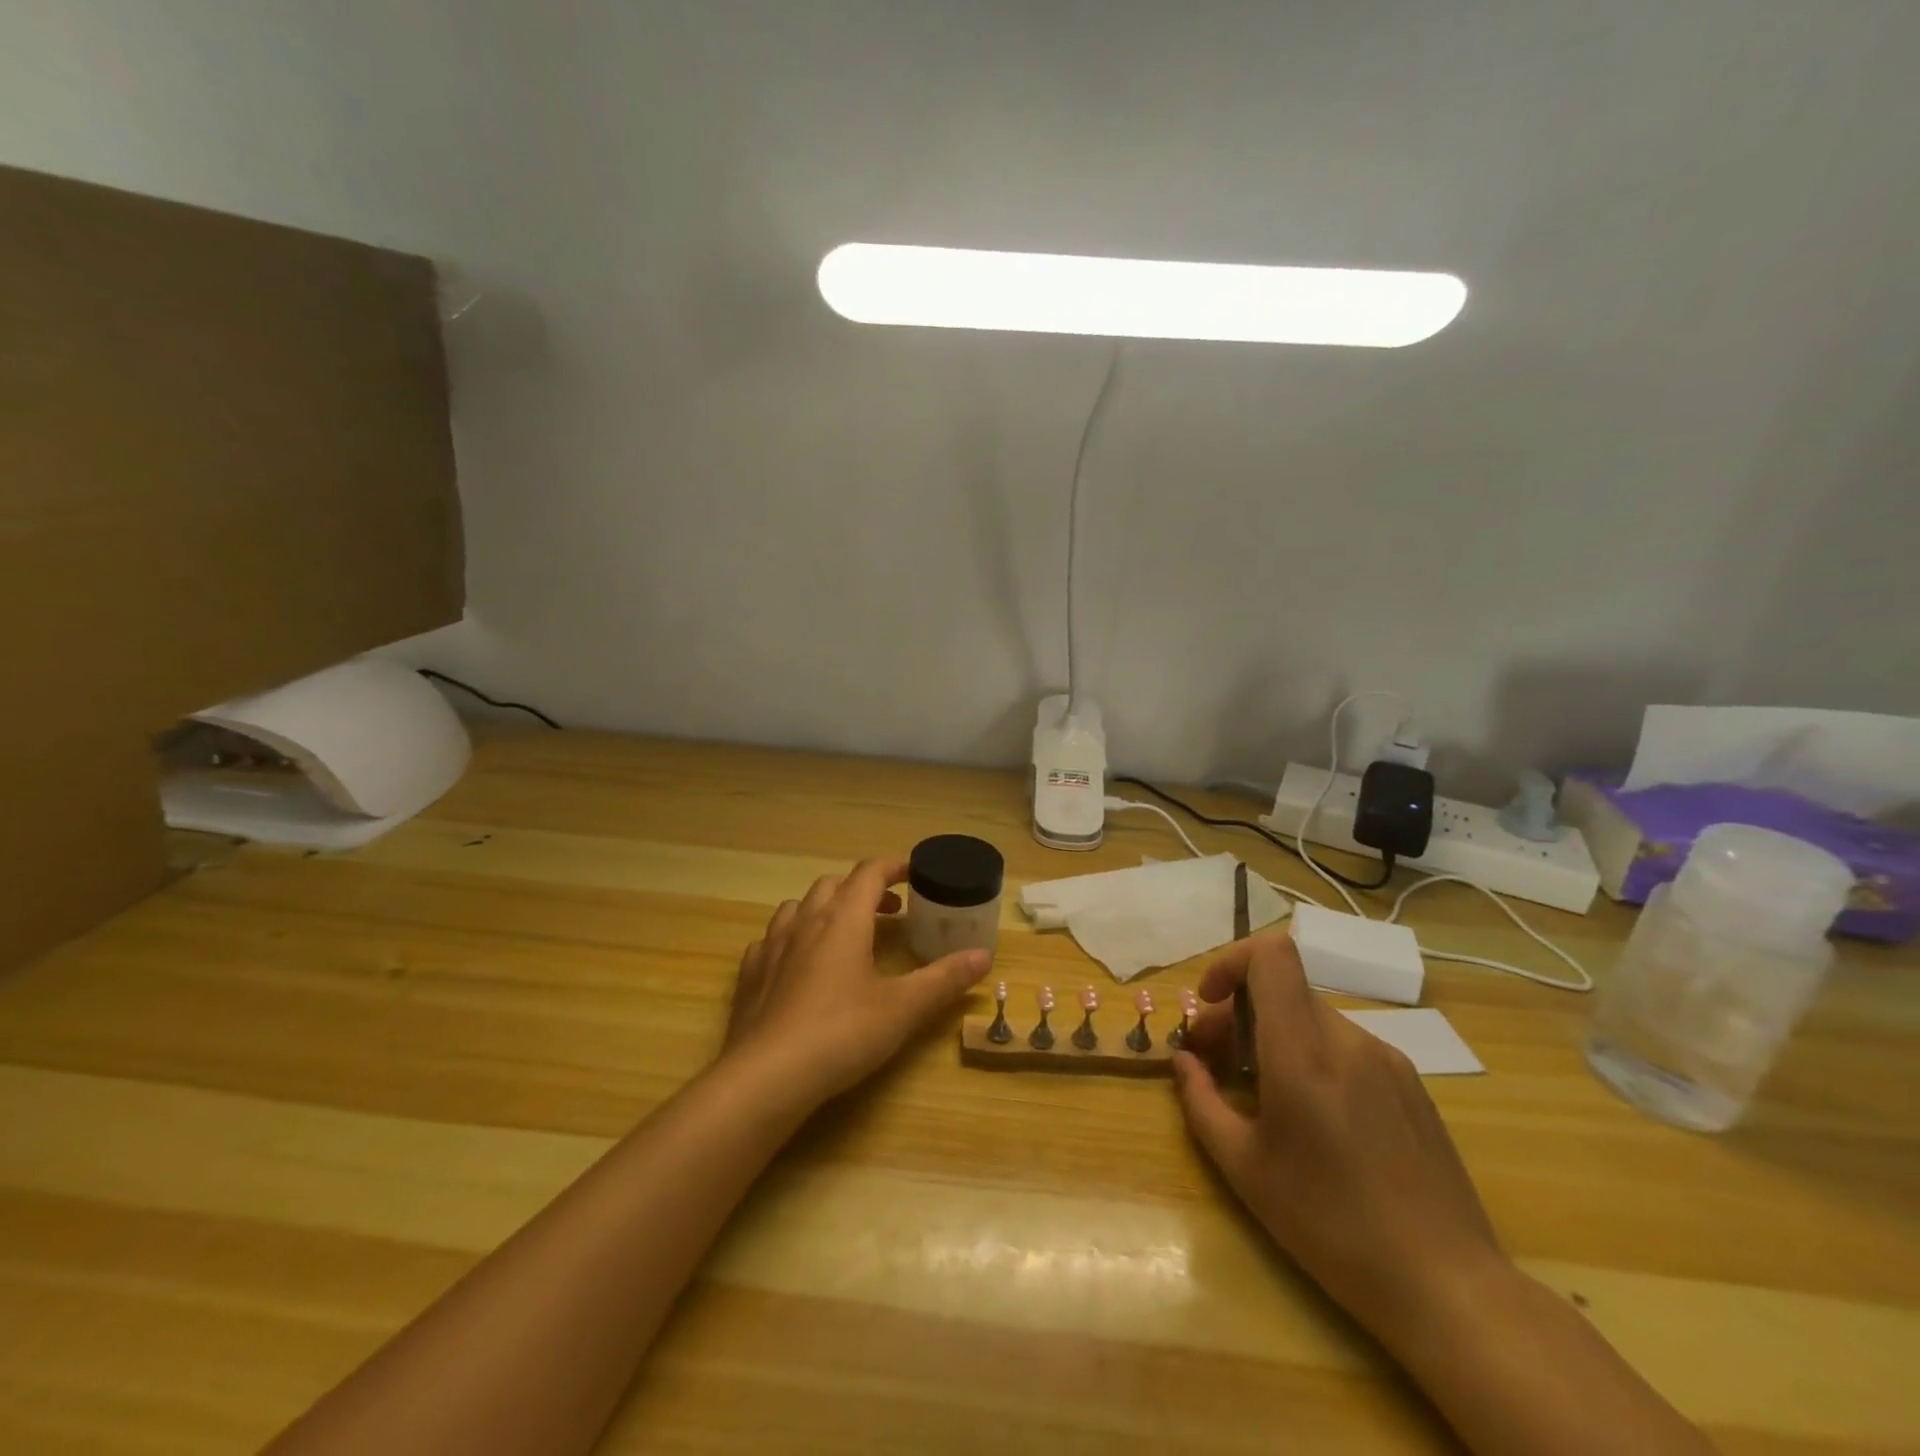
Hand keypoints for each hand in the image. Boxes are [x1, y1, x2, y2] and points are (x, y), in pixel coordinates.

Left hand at [722, 858, 992, 1106]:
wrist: (766, 1077)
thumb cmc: (842, 1034)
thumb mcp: (903, 1008)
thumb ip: (944, 979)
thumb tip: (984, 956)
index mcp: (844, 919)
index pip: (869, 872)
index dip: (894, 867)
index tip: (914, 875)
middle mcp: (805, 921)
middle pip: (833, 884)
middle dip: (862, 889)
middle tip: (887, 912)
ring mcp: (772, 946)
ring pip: (797, 907)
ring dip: (823, 909)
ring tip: (842, 933)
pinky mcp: (749, 975)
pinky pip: (770, 940)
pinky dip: (790, 940)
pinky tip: (797, 964)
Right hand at [1172, 931, 1509, 1343]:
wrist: (1448, 1287)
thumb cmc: (1331, 1226)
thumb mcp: (1244, 1169)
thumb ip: (1201, 1102)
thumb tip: (1185, 1061)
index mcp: (1304, 1053)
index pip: (1272, 954)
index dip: (1231, 961)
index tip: (1209, 1002)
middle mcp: (1348, 1040)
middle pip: (1283, 989)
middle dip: (1239, 1012)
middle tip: (1216, 1062)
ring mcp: (1387, 1059)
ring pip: (1312, 1017)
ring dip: (1274, 1035)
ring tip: (1261, 1093)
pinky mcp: (1411, 1084)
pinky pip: (1345, 1046)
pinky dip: (1311, 1055)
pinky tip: (1313, 1115)